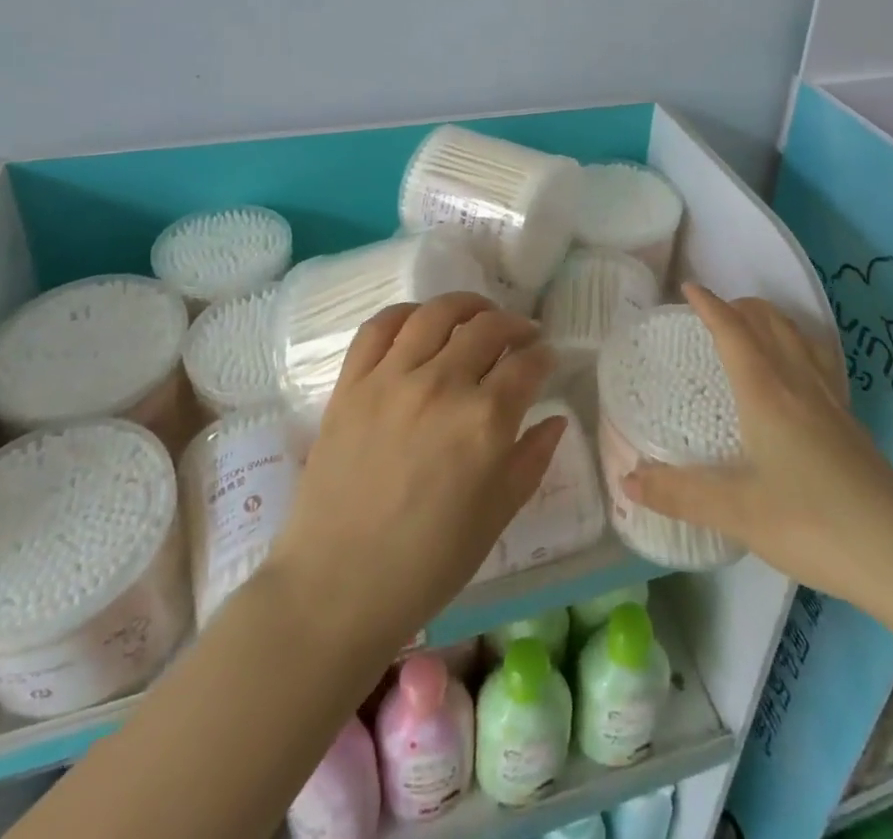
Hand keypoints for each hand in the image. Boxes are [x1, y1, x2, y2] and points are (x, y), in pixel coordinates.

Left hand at [267, 292, 565, 650]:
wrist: (336, 587)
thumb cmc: (427, 564)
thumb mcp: (497, 517)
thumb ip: (532, 460)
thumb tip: (556, 419)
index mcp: (485, 422)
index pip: (527, 365)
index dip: (544, 356)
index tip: (547, 358)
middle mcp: (442, 385)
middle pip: (488, 328)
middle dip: (515, 325)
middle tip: (522, 335)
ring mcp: (391, 379)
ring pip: (437, 313)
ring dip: (467, 306)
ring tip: (478, 314)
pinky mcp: (352, 383)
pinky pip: (379, 327)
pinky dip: (406, 313)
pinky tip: (421, 320)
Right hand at [622, 284, 892, 609]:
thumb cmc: (813, 524)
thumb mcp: (738, 512)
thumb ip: (680, 494)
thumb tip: (627, 480)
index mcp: (767, 394)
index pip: (734, 332)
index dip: (710, 306)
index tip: (689, 288)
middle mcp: (800, 385)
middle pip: (771, 324)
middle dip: (741, 306)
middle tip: (715, 310)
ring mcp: (831, 402)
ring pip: (800, 338)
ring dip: (772, 320)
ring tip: (754, 326)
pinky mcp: (852, 424)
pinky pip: (820, 363)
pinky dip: (800, 346)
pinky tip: (801, 371)